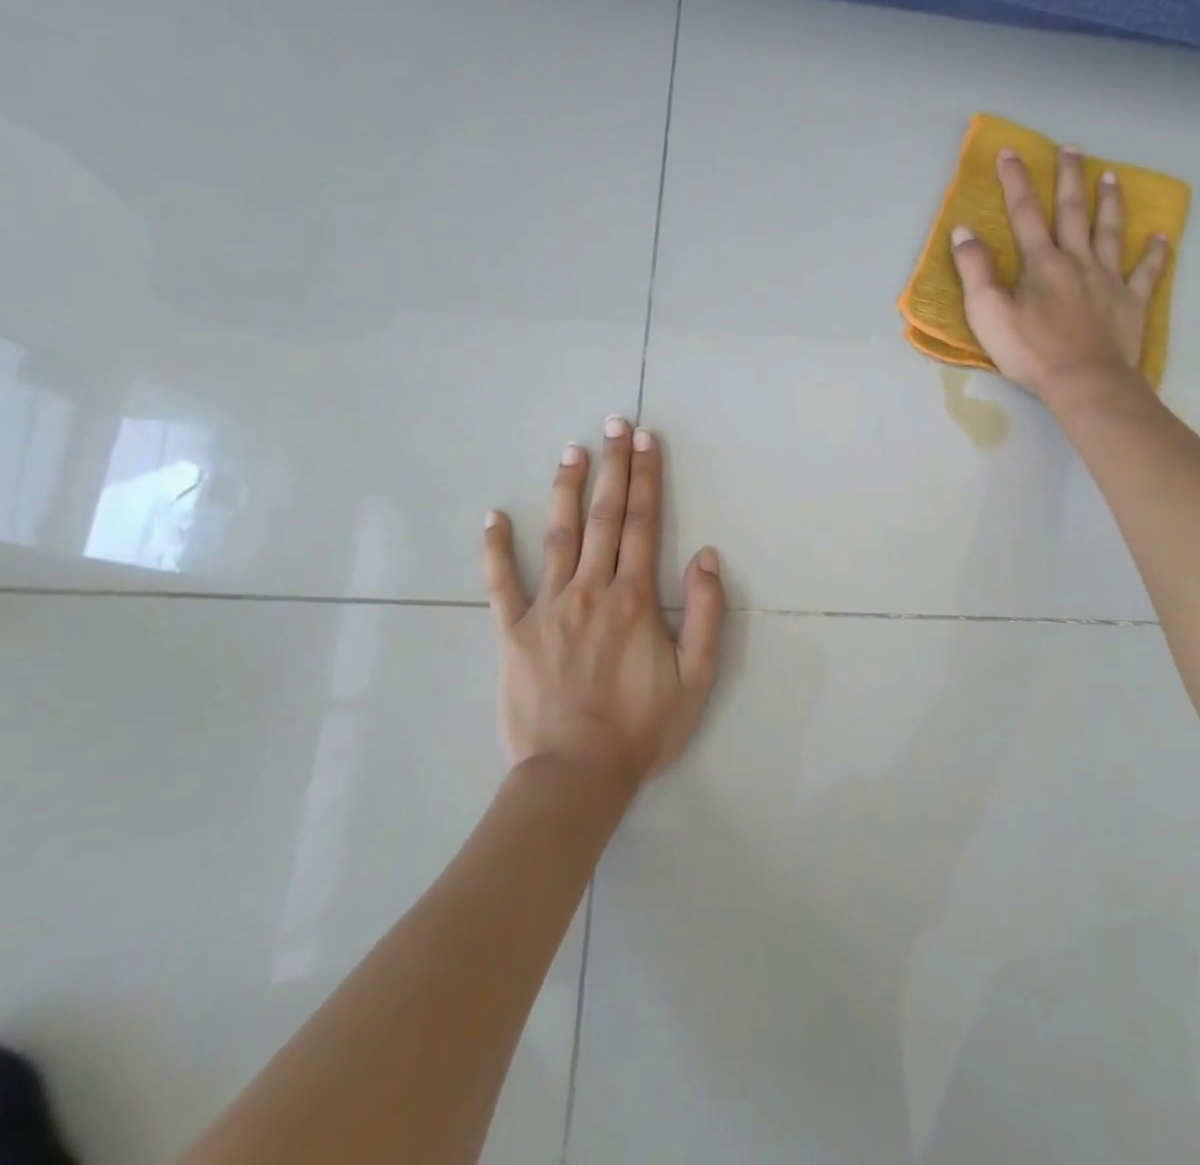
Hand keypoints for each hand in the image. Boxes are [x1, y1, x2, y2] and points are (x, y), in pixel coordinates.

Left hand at [481, 418, 724, 788]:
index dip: (646, 478)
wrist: (575, 776)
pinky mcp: (512, 633)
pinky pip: (500, 584)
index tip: (645, 440)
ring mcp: (547, 608)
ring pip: (556, 537)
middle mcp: (591, 590)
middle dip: (612, 467)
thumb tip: (707, 556)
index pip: (643, 523)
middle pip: (603, 517)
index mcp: (634, 598)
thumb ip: (707, 613)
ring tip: (570, 450)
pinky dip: (495, 549)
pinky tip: (493, 516)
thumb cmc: (642, 728)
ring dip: (564, 490)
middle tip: (613, 424)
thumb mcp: (697, 677)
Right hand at [949, 144, 1169, 403]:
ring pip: (1110, 232)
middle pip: (1073, 211)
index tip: (1011, 152)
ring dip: (1109, 202)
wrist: (1085, 382)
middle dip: (1069, 178)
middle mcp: (1077, 260)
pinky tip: (1161, 237)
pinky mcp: (1131, 302)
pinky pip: (1147, 272)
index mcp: (1042, 262)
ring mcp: (1109, 279)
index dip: (1016, 181)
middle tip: (1072, 149)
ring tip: (1110, 176)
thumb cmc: (1031, 351)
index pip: (1025, 213)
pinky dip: (1155, 254)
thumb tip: (964, 232)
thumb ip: (975, 270)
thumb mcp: (988, 313)